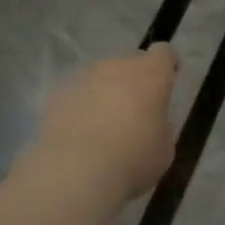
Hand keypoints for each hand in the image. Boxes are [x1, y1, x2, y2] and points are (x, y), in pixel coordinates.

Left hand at [35, 45, 178, 198]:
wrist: (75, 170)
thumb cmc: (133, 157)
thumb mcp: (164, 146)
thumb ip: (160, 125)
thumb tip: (150, 122)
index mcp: (150, 73)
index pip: (163, 53)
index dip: (167, 65)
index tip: (168, 79)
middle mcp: (116, 66)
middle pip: (129, 64)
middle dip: (133, 82)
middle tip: (135, 112)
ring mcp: (83, 78)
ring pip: (100, 79)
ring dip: (105, 94)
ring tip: (105, 127)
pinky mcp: (56, 96)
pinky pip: (76, 97)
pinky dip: (80, 109)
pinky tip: (80, 136)